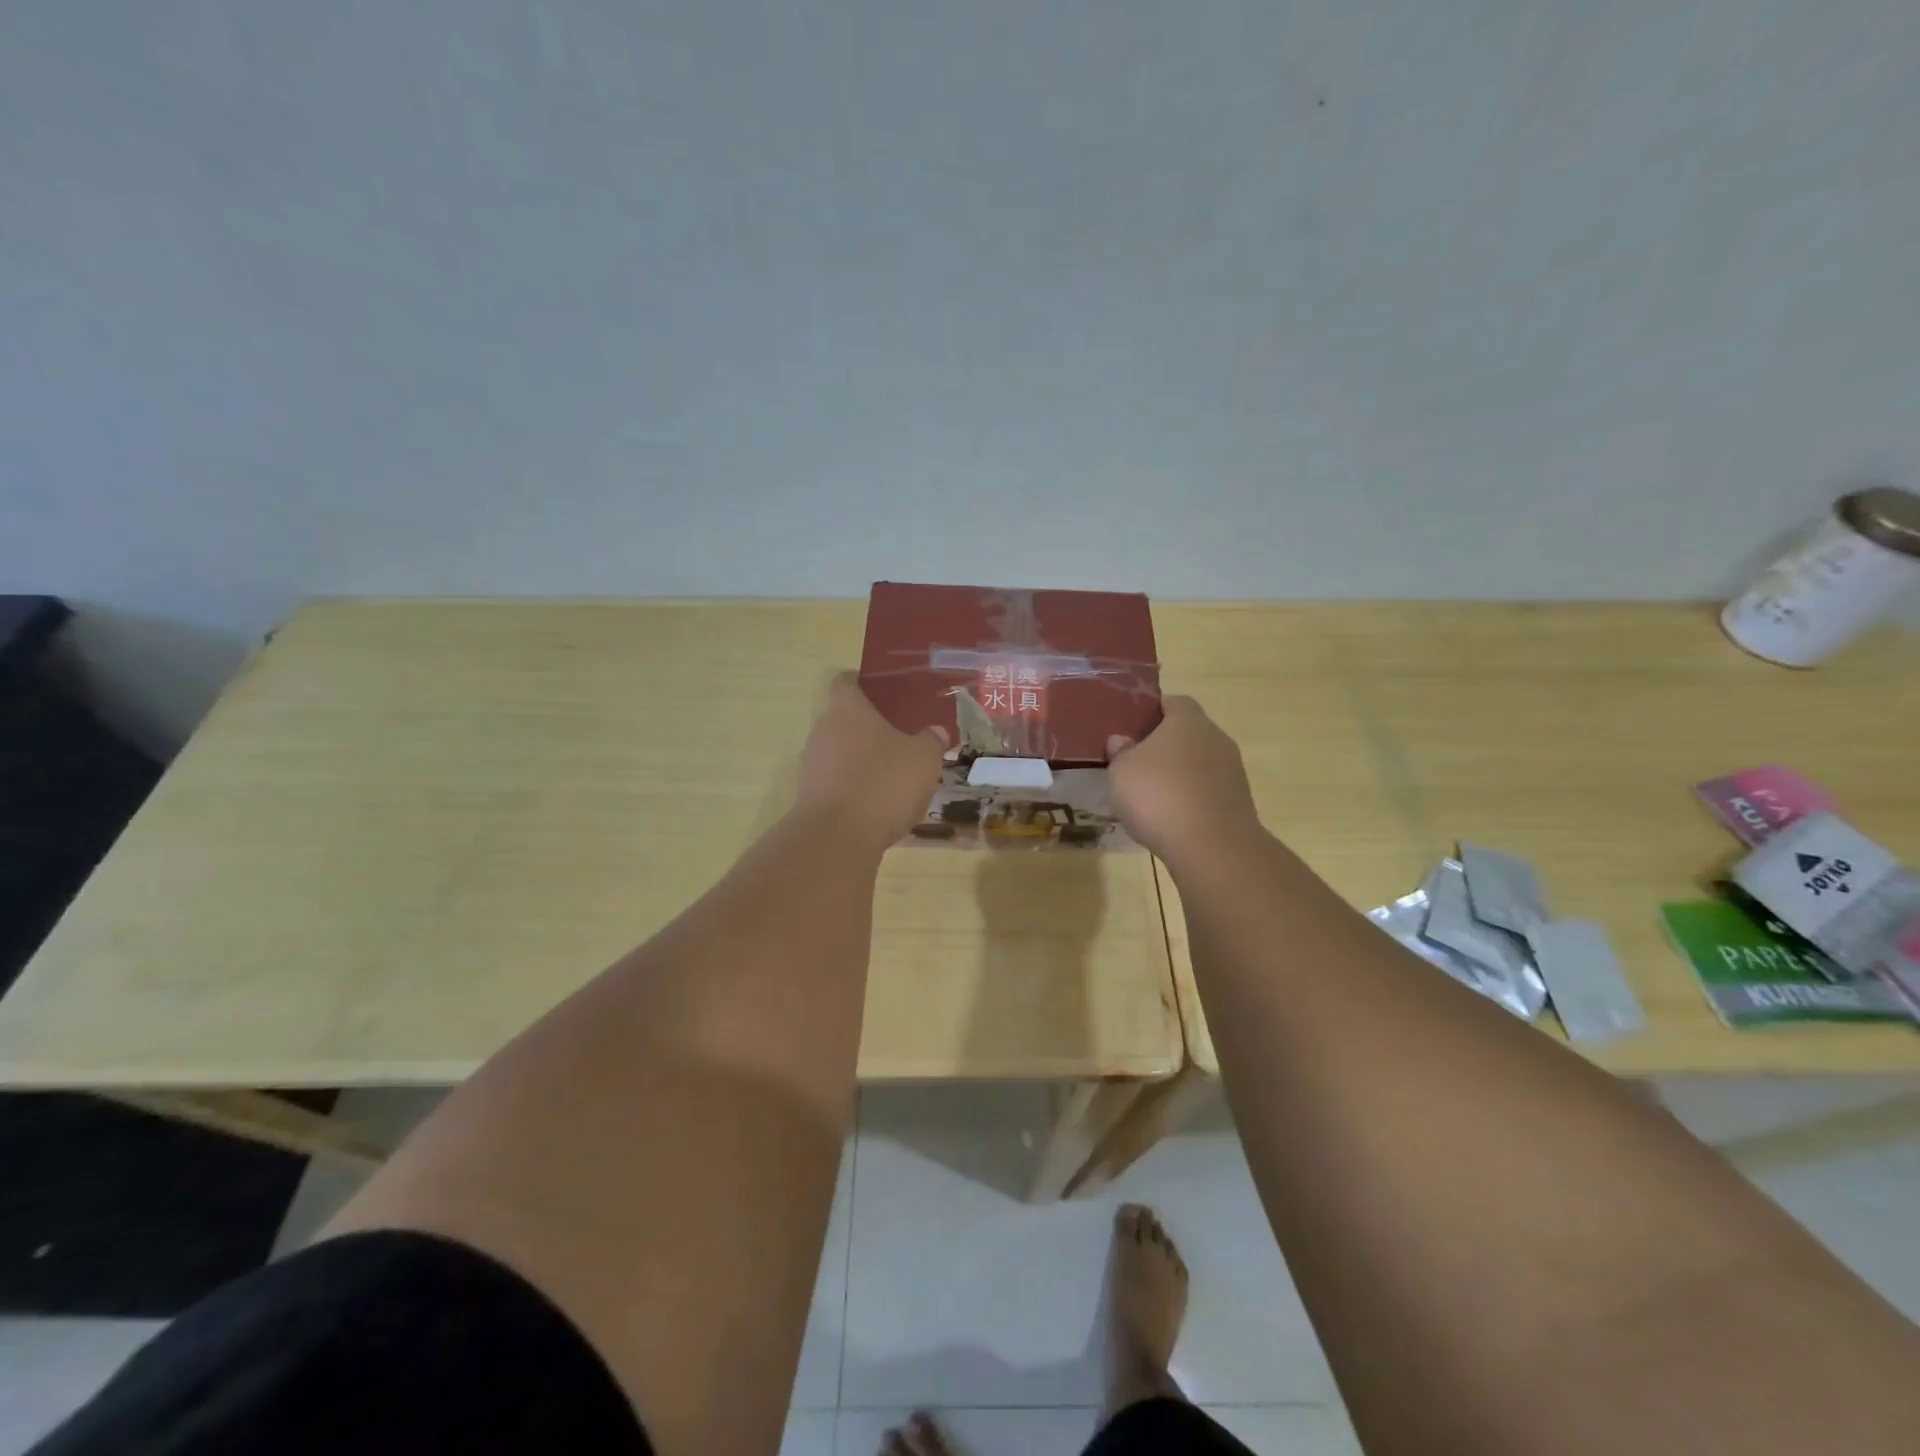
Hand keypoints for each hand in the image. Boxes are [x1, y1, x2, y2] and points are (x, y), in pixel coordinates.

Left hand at [795, 673, 947, 851]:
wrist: (837, 838)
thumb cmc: (883, 783)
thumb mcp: (924, 759)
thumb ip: (931, 741)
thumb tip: (935, 732)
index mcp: (847, 710)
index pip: (846, 682)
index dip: (863, 683)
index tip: (885, 693)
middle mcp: (822, 731)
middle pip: (843, 720)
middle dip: (869, 728)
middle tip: (901, 738)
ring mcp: (811, 766)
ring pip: (839, 753)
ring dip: (861, 761)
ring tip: (893, 776)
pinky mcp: (810, 798)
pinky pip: (836, 783)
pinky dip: (854, 789)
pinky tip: (878, 806)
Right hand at [1108, 696, 1262, 861]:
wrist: (1212, 848)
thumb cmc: (1159, 795)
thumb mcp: (1121, 770)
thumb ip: (1120, 751)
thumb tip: (1122, 740)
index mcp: (1188, 720)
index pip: (1172, 701)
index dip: (1150, 711)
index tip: (1130, 728)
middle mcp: (1216, 738)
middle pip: (1187, 733)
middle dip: (1163, 745)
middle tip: (1135, 762)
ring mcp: (1232, 771)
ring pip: (1198, 763)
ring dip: (1178, 774)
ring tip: (1151, 795)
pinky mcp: (1237, 802)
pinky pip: (1207, 791)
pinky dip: (1190, 799)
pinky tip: (1171, 817)